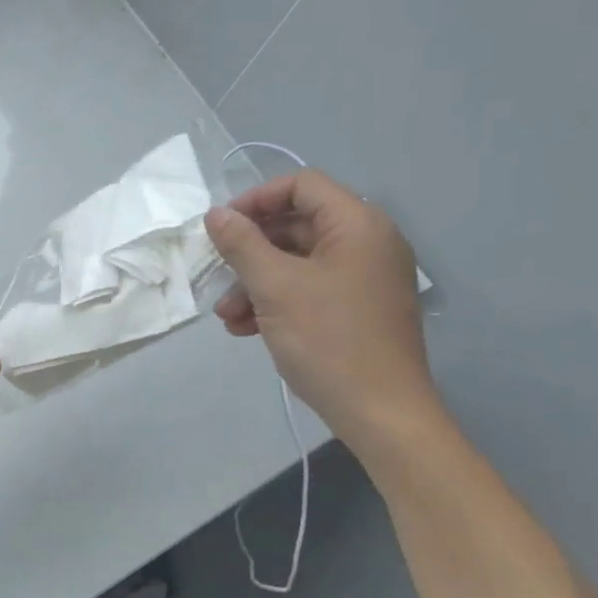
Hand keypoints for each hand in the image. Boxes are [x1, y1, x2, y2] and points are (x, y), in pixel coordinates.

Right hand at [204, 169, 438, 451]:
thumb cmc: (327, 339)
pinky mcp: (358, 309)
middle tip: (217, 274)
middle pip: (297, 225)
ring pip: (298, 262)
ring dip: (256, 282)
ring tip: (227, 315)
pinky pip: (310, 289)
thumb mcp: (274, 287)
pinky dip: (276, 301)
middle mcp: (367, 243)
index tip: (222, 227)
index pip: (302, 185)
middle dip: (250, 251)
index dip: (257, 199)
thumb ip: (241, 244)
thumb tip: (216, 214)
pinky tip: (247, 328)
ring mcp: (364, 278)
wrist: (380, 412)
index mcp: (357, 225)